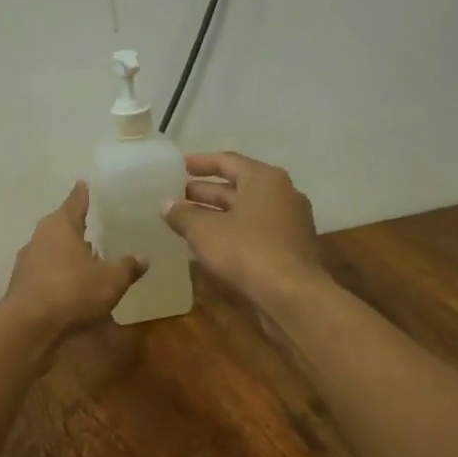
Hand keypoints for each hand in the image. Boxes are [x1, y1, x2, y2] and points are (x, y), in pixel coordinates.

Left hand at [0, 182, 144, 341]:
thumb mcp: (111, 279)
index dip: (81, 195)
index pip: (74, 203)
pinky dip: (59, 274)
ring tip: (86, 256)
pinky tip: (71, 284)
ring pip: (51, 251)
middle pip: (59, 227)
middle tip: (89, 223)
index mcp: (60, 226)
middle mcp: (40, 238)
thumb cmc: (73, 290)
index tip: (82, 184)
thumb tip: (143, 258)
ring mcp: (27, 262)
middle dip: (74, 227)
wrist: (30, 325)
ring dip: (67, 253)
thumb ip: (127, 267)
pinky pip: (46, 273)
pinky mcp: (22, 286)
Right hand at [162, 152, 324, 308]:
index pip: (227, 161)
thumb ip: (183, 215)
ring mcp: (289, 221)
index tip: (177, 167)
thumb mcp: (204, 232)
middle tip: (176, 196)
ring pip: (246, 210)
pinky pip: (255, 230)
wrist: (291, 295)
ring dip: (217, 214)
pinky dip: (232, 231)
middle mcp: (282, 193)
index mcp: (264, 179)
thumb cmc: (246, 252)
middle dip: (205, 192)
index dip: (199, 163)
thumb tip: (166, 205)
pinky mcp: (290, 246)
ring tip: (187, 220)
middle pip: (237, 186)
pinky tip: (211, 244)